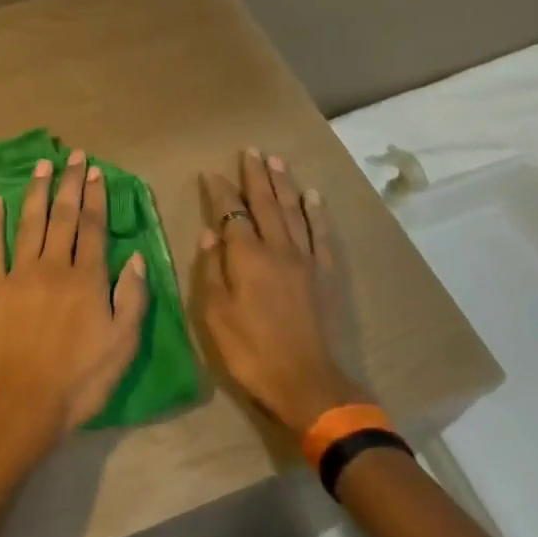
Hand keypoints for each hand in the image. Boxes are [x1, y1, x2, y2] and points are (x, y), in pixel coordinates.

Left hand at [0, 150, 148, 453]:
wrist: (23, 404)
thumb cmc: (80, 380)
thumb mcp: (123, 345)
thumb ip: (132, 298)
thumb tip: (137, 257)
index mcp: (87, 279)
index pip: (93, 228)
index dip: (95, 197)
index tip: (95, 171)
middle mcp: (53, 267)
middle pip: (63, 217)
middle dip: (69, 183)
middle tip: (73, 155)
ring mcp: (19, 275)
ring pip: (30, 223)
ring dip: (36, 191)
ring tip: (41, 164)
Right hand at [194, 150, 367, 436]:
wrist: (309, 385)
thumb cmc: (253, 353)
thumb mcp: (216, 317)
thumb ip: (211, 271)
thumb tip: (210, 233)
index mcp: (247, 258)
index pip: (230, 214)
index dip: (220, 192)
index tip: (211, 173)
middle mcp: (278, 249)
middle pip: (265, 204)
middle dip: (255, 176)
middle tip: (251, 151)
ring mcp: (307, 260)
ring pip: (294, 211)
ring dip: (284, 184)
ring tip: (277, 161)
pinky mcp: (328, 275)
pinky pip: (322, 235)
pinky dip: (317, 213)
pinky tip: (313, 197)